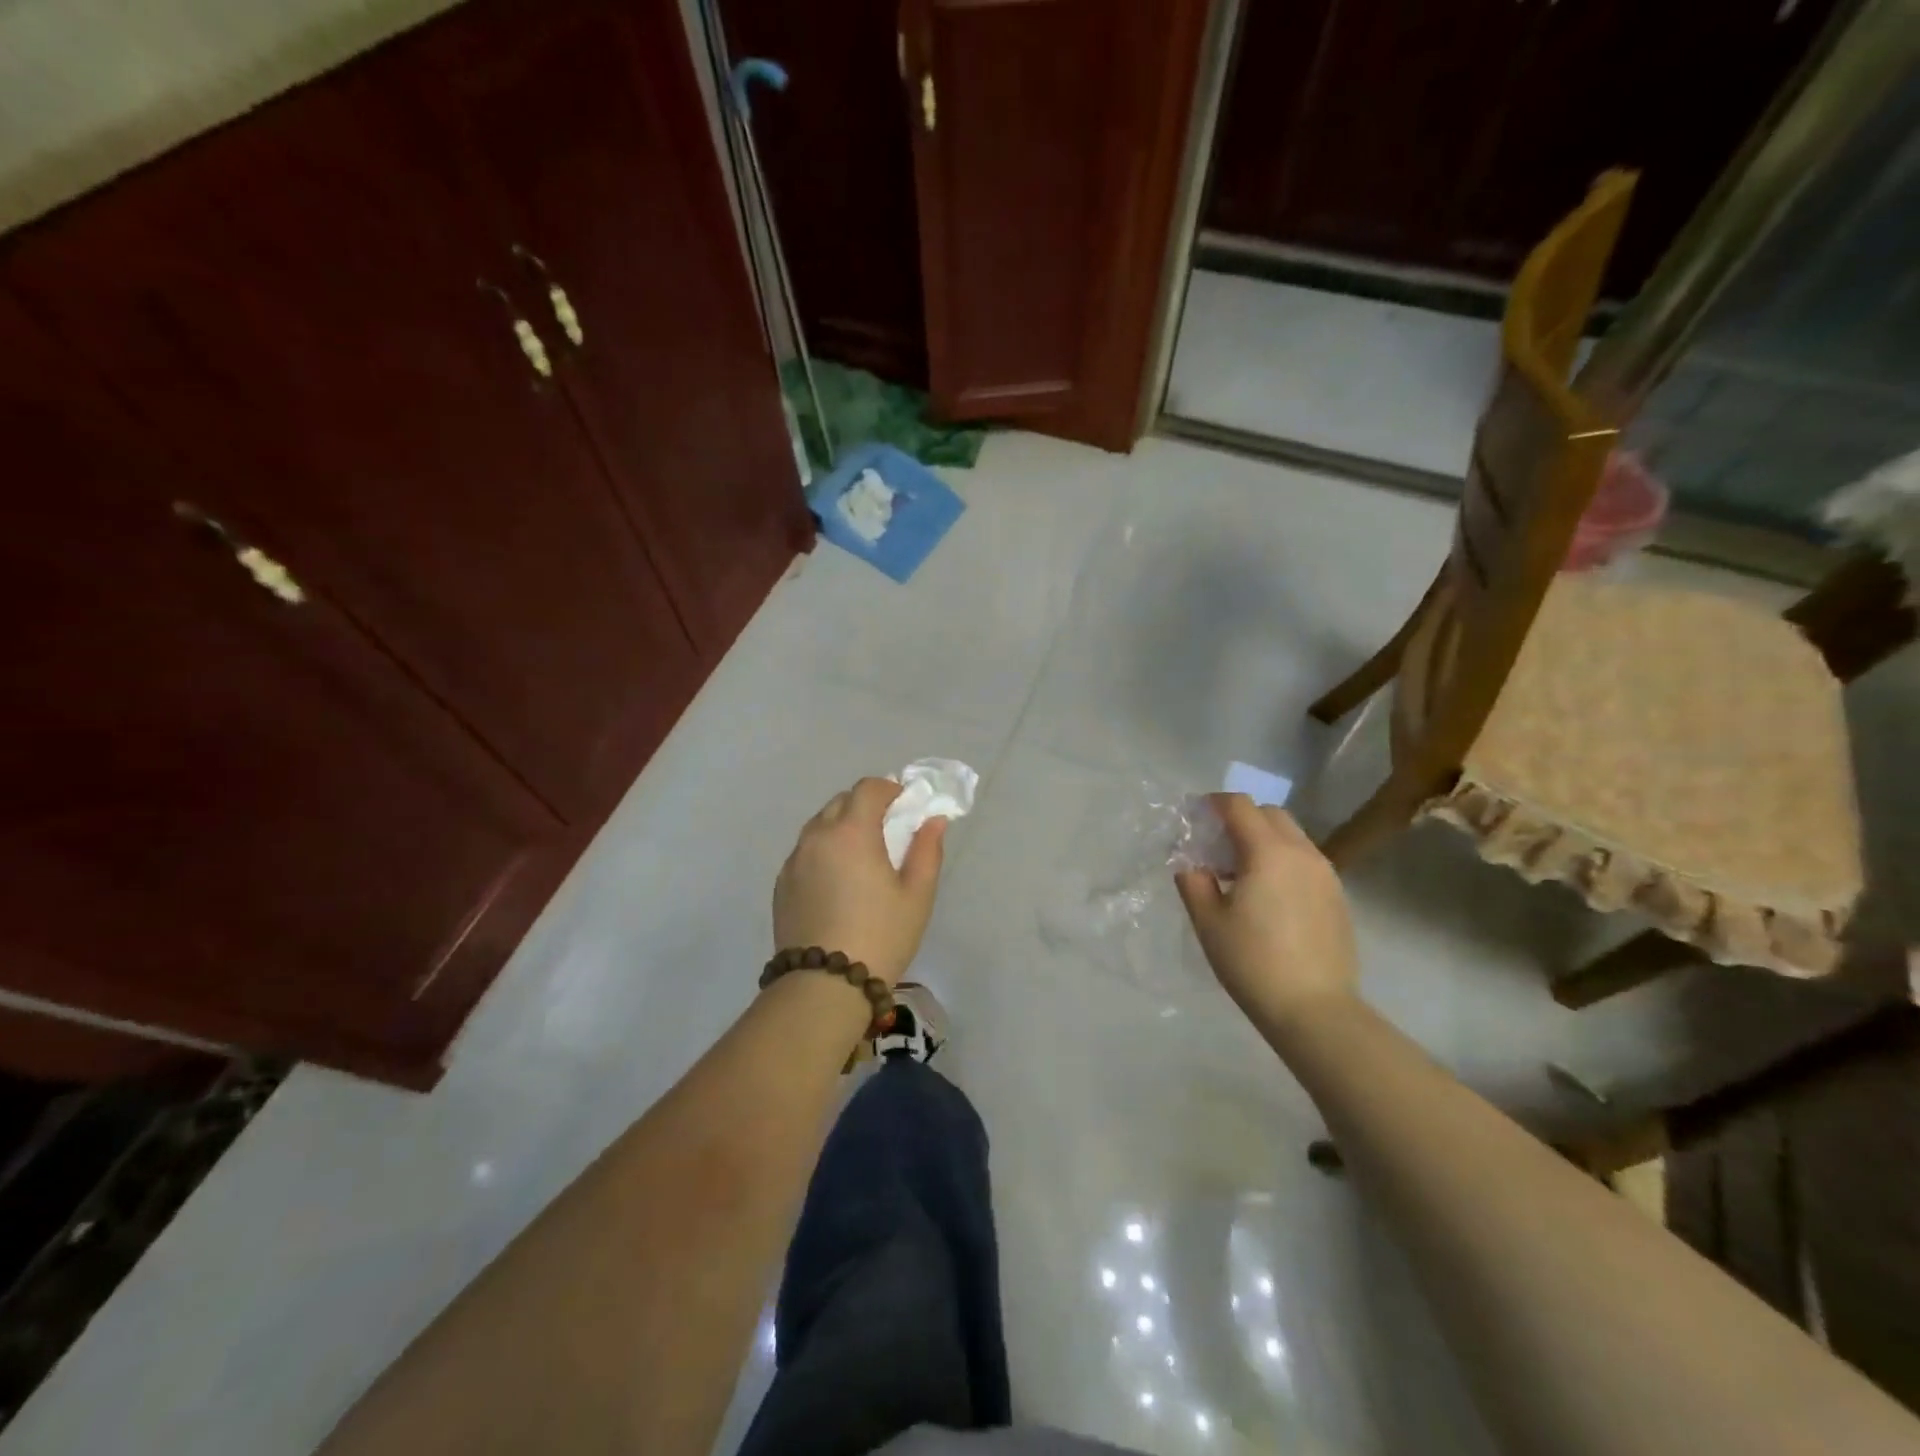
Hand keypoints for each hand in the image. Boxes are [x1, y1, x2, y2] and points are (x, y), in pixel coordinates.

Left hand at [773, 778, 947, 985]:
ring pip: (819, 826)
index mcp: (852, 832)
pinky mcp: (781, 884)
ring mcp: (794, 860)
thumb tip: (933, 820)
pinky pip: (805, 852)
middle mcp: (817, 836)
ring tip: (861, 858)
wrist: (823, 986)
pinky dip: (823, 851)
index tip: (905, 806)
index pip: (868, 788)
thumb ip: (927, 850)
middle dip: (865, 806)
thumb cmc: (881, 936)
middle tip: (887, 832)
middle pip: (841, 802)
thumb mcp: (917, 895)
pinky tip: (837, 882)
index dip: (889, 789)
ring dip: (842, 828)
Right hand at [1175, 795, 1358, 1030]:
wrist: (1315, 1010)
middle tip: (1217, 847)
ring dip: (1263, 840)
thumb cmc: (1252, 962)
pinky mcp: (1337, 896)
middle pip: (1270, 814)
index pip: (1239, 805)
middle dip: (1241, 819)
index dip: (1213, 804)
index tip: (1195, 818)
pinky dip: (1283, 861)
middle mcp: (1302, 853)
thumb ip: (1193, 882)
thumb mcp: (1208, 922)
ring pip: (1291, 837)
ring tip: (1241, 875)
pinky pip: (1305, 861)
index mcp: (1267, 852)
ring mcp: (1326, 874)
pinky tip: (1268, 897)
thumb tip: (1191, 865)